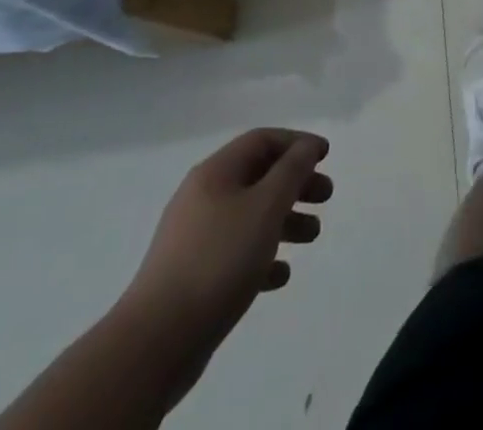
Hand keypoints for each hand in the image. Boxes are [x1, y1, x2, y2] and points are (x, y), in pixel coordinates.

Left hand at [122, 129, 332, 349]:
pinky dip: (262, 256)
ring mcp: (194, 237)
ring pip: (249, 216)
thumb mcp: (265, 207)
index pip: (262, 140)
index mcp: (216, 173)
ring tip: (312, 236)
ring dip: (284, 220)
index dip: (297, 143)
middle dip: (295, 183)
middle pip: (258, 177)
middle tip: (326, 196)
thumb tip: (307, 146)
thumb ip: (292, 171)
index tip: (326, 156)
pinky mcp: (192, 276)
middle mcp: (202, 197)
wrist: (155, 341)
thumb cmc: (218, 260)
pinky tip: (280, 276)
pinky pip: (235, 253)